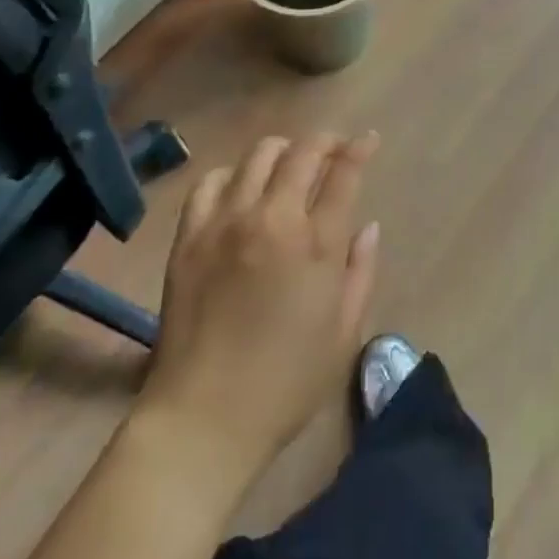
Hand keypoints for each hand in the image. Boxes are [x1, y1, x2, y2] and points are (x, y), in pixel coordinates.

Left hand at [136, 132, 381, 492]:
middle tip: (336, 149)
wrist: (202, 417)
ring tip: (291, 166)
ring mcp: (225, 222)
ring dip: (283, 151)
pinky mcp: (189, 235)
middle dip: (326, 141)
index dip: (360, 149)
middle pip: (303, 152)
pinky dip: (233, 175)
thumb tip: (367, 227)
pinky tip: (242, 190)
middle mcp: (271, 218)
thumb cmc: (286, 383)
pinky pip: (211, 181)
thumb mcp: (344, 333)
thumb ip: (360, 271)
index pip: (344, 173)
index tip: (368, 141)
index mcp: (316, 243)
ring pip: (258, 156)